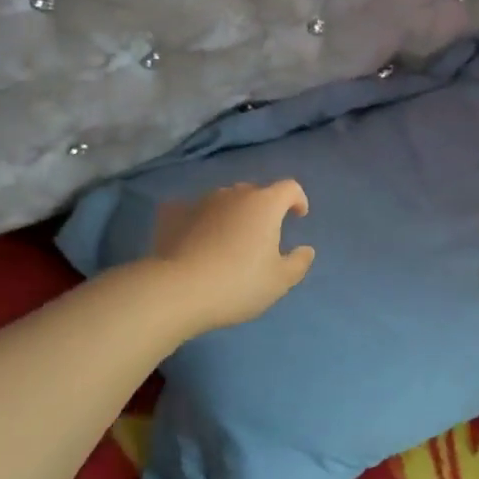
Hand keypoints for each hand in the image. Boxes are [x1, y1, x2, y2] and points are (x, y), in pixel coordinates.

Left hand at [149, 180, 316, 331]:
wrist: (178, 290)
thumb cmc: (238, 284)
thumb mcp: (279, 281)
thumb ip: (298, 263)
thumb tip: (306, 250)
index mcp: (264, 204)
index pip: (289, 188)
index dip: (297, 199)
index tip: (298, 216)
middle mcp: (233, 194)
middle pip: (255, 192)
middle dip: (263, 208)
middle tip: (262, 235)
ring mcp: (200, 201)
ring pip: (223, 200)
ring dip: (231, 213)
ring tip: (228, 239)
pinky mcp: (172, 213)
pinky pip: (191, 210)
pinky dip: (198, 219)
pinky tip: (194, 236)